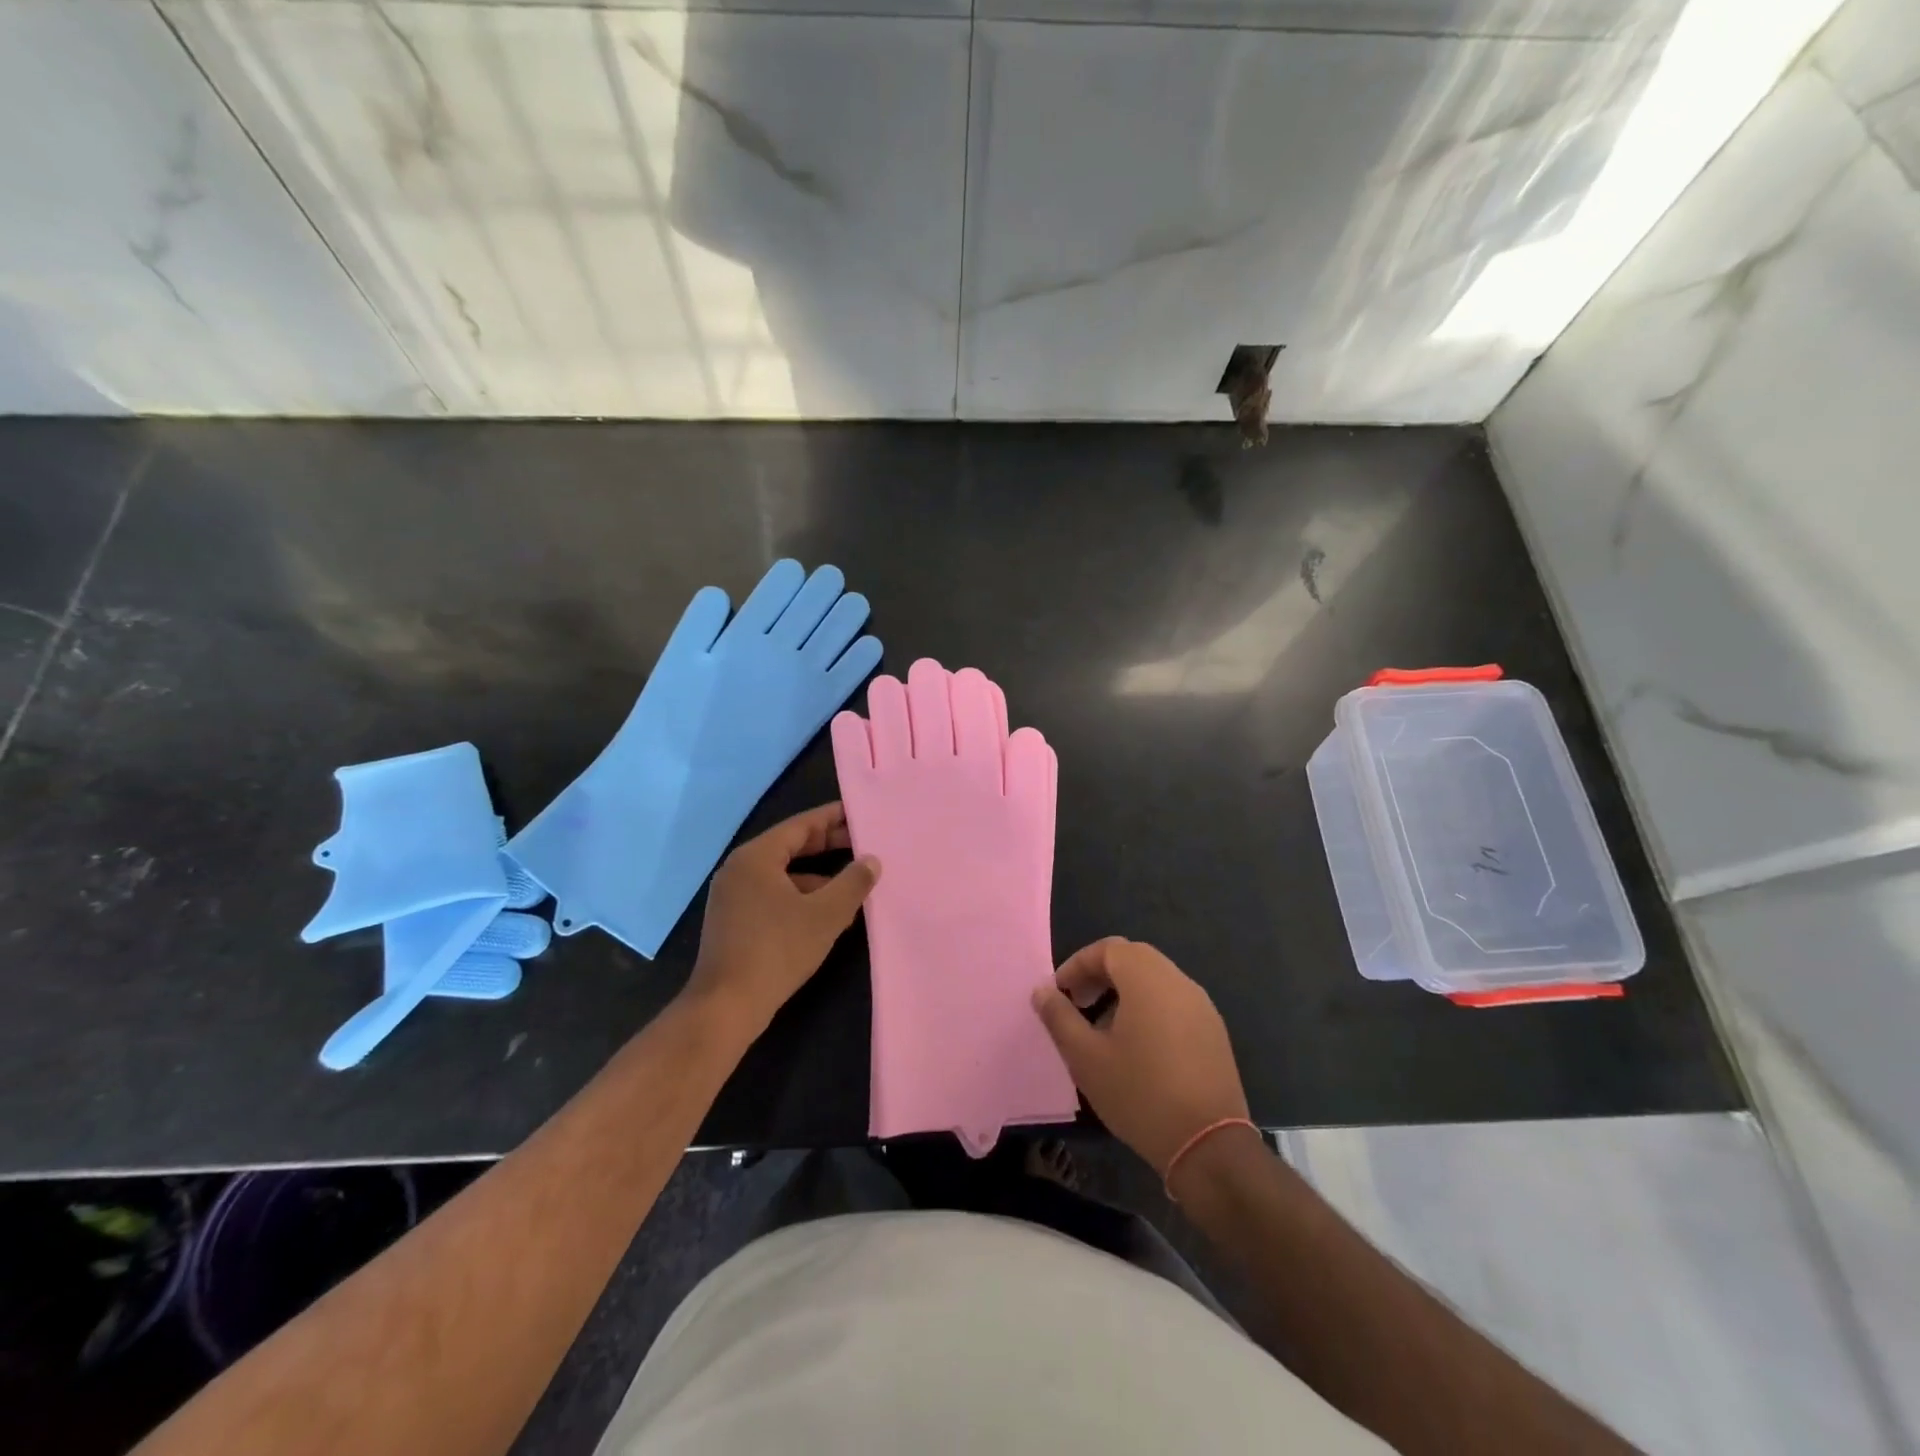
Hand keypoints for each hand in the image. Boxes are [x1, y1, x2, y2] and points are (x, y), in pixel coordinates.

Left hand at [683, 802, 879, 1040]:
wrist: (726, 1007)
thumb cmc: (777, 950)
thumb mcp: (825, 914)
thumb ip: (853, 882)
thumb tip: (871, 860)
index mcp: (756, 857)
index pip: (800, 825)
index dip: (832, 818)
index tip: (859, 814)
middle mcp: (739, 869)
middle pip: (790, 846)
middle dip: (827, 845)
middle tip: (863, 843)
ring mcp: (732, 896)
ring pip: (783, 874)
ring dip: (817, 875)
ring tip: (852, 882)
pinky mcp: (733, 921)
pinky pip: (772, 894)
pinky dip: (800, 896)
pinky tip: (825, 913)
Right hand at [1031, 937, 1249, 1177]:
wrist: (1209, 1145)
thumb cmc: (1140, 1094)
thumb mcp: (1086, 1057)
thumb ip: (1060, 1017)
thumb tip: (1042, 991)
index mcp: (1148, 979)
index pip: (1108, 948)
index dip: (1078, 964)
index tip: (1060, 993)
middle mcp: (1178, 981)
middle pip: (1134, 958)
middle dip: (1100, 974)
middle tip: (1078, 1003)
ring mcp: (1202, 1006)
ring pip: (1156, 979)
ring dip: (1125, 991)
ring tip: (1103, 1028)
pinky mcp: (1214, 1031)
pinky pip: (1174, 1002)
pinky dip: (1149, 1007)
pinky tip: (1138, 1047)